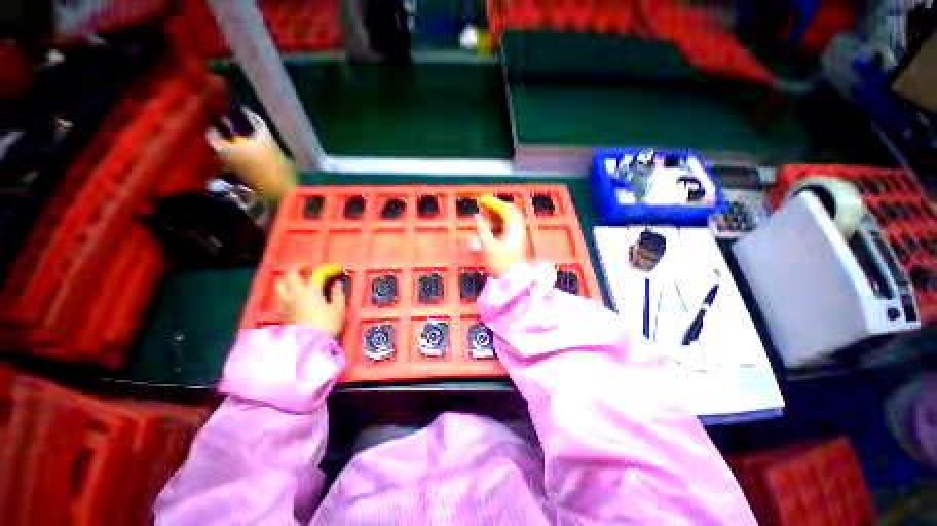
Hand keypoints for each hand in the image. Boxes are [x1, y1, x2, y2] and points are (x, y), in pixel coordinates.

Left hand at [275, 264, 346, 337]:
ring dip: (288, 278)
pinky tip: (294, 295)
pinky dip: (286, 290)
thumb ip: (338, 293)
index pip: (317, 273)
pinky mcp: (281, 311)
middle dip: (299, 268)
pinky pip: (280, 295)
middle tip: (309, 269)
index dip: (327, 269)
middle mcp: (295, 292)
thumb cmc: (327, 324)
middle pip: (290, 273)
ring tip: (297, 280)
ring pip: (280, 283)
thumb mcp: (339, 309)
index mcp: (311, 290)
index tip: (335, 270)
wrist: (309, 344)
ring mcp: (285, 302)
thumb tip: (336, 283)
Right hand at [474, 194, 525, 276]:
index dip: (493, 202)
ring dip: (496, 215)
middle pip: (509, 212)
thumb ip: (482, 229)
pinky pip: (507, 227)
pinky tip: (489, 227)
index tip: (482, 200)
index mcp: (513, 228)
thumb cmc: (500, 263)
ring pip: (508, 220)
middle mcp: (518, 229)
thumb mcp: (488, 245)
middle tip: (483, 206)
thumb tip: (477, 217)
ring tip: (484, 215)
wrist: (512, 280)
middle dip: (495, 207)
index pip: (505, 208)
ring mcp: (518, 236)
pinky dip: (498, 223)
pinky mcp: (515, 243)